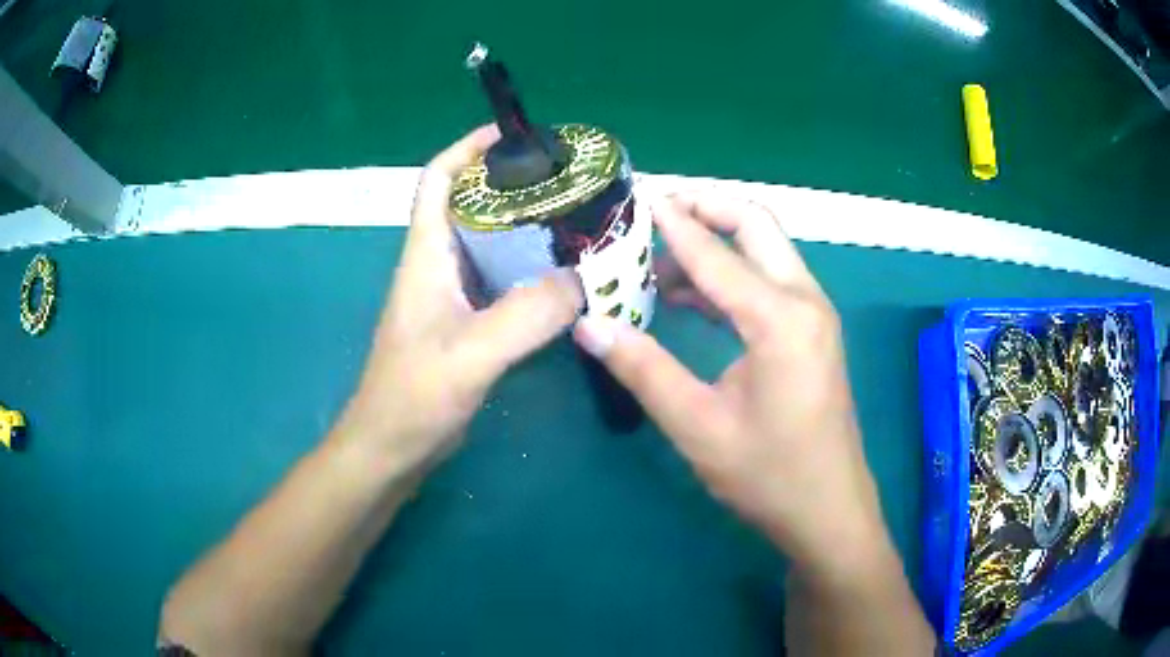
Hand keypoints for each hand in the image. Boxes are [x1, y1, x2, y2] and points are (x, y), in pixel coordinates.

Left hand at [337, 125, 583, 473]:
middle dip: (512, 184)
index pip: (437, 179)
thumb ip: (524, 316)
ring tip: (576, 222)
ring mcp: (450, 296)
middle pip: (470, 204)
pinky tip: (564, 281)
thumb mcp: (470, 354)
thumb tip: (582, 280)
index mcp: (426, 255)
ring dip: (526, 228)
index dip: (469, 148)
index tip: (516, 134)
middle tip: (567, 182)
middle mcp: (437, 265)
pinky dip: (530, 271)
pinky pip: (501, 282)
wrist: (390, 448)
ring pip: (489, 244)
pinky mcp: (464, 324)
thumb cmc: (413, 397)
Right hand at [573, 193, 887, 577]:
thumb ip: (643, 369)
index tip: (632, 198)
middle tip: (652, 211)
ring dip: (716, 242)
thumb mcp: (698, 427)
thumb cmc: (768, 475)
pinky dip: (730, 273)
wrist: (828, 511)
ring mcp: (813, 313)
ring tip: (657, 259)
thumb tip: (589, 325)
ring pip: (764, 248)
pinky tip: (689, 296)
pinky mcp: (811, 331)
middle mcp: (804, 300)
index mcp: (779, 319)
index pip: (714, 253)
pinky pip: (769, 280)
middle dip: (705, 207)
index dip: (670, 223)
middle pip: (755, 224)